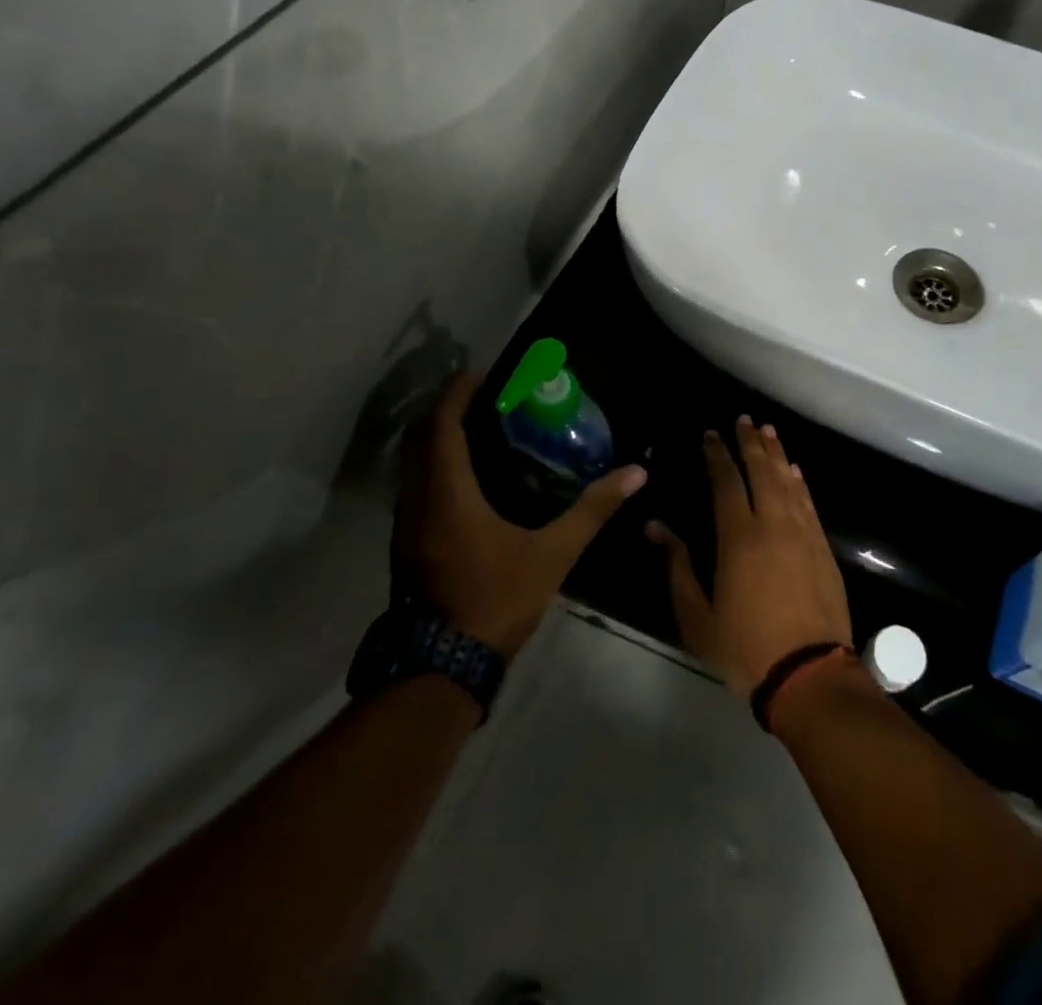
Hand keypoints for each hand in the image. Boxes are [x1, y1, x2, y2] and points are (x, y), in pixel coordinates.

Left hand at [394, 373, 646, 656]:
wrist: (442, 666)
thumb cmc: (496, 600)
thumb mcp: (553, 554)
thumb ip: (592, 510)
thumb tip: (636, 473)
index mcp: (448, 494)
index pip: (442, 426)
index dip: (457, 394)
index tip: (480, 374)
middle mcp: (418, 500)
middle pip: (419, 437)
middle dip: (444, 409)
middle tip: (480, 396)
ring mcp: (405, 524)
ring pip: (411, 463)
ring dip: (435, 437)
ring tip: (474, 427)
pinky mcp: (405, 544)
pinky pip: (413, 485)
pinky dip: (433, 464)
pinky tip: (464, 476)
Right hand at [647, 416, 851, 695]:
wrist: (809, 674)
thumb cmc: (745, 648)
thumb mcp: (697, 616)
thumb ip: (676, 567)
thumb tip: (655, 527)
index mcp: (738, 538)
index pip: (726, 482)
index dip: (718, 455)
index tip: (711, 434)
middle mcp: (773, 525)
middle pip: (761, 471)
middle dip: (750, 443)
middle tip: (744, 419)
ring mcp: (802, 534)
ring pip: (788, 482)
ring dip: (777, 454)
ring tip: (768, 431)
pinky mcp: (823, 548)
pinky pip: (808, 504)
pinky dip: (799, 483)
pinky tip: (795, 471)